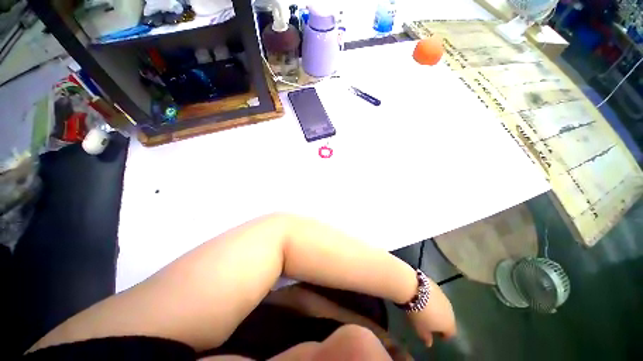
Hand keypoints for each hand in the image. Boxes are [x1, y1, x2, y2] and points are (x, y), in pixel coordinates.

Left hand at [406, 278, 455, 346]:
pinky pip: (436, 295)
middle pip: (448, 318)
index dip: (444, 335)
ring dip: (436, 308)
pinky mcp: (435, 284)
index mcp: (449, 324)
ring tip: (426, 309)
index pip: (450, 333)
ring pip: (442, 305)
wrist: (413, 288)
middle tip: (430, 321)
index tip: (438, 336)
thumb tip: (429, 344)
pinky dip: (431, 298)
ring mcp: (443, 296)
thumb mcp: (420, 329)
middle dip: (440, 320)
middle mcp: (450, 310)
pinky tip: (422, 297)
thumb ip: (426, 337)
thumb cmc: (418, 313)